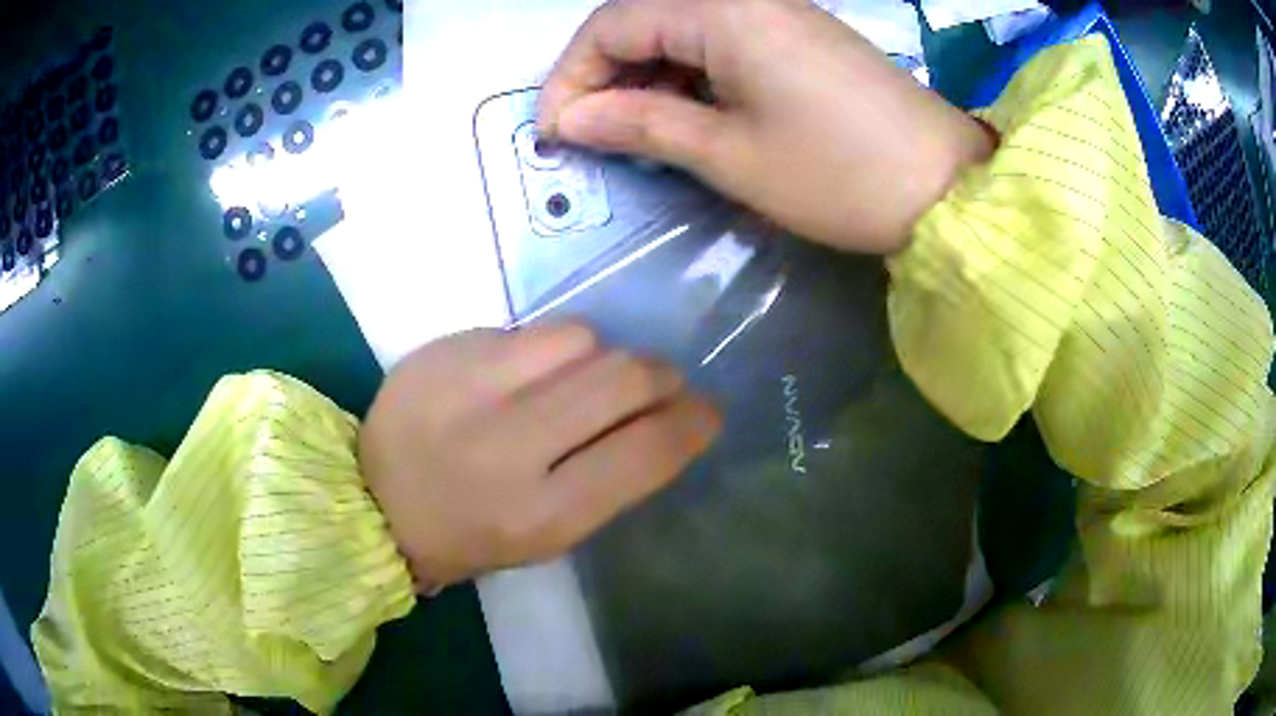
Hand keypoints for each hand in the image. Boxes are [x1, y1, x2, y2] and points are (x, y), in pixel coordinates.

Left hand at [359, 324, 720, 590]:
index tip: (705, 410)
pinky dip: (546, 349)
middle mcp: (508, 448)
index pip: (646, 452)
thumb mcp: (547, 535)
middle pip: (622, 379)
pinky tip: (524, 373)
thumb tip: (662, 418)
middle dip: (659, 376)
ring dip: (600, 357)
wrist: (374, 501)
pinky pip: (527, 330)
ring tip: (584, 377)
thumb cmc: (469, 534)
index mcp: (541, 515)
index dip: (692, 423)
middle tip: (660, 382)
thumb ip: (608, 479)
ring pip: (580, 338)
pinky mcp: (443, 351)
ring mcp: (469, 389)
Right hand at [539, 0, 994, 253]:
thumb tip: (570, 119)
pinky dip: (690, 77)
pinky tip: (688, 116)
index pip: (612, 24)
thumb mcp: (729, 154)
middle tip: (591, 135)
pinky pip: (721, 42)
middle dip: (605, 75)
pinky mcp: (798, 37)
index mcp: (722, 10)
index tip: (556, 132)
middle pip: (644, 19)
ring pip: (682, 31)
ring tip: (635, 134)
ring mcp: (777, 13)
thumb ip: (641, 124)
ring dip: (647, 78)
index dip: (572, 76)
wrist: (947, 189)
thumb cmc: (838, 173)